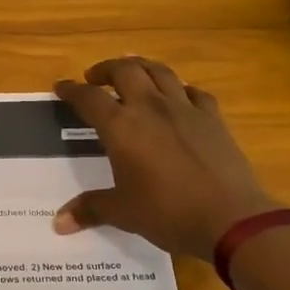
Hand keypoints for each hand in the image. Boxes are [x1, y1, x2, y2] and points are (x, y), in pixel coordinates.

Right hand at [52, 56, 280, 259]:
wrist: (230, 218)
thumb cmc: (167, 213)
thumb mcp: (123, 213)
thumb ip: (90, 209)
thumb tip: (59, 222)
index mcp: (121, 127)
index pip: (88, 98)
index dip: (71, 90)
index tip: (61, 87)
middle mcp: (150, 107)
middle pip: (125, 70)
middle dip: (106, 69)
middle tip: (96, 77)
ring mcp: (185, 108)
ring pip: (160, 71)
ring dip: (141, 67)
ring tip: (133, 74)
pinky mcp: (213, 118)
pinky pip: (194, 92)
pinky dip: (181, 89)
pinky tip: (179, 97)